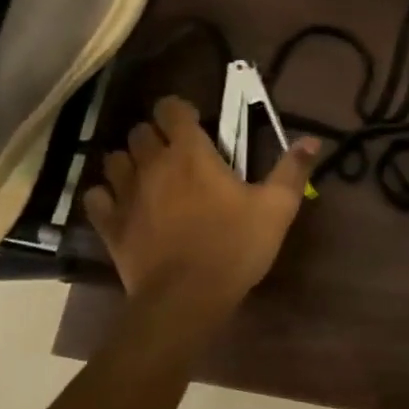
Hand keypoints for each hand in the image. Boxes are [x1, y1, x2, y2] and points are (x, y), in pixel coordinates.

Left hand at [83, 96, 319, 307]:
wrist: (186, 299)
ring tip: (150, 176)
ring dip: (130, 161)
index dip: (179, 110)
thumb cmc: (234, 247)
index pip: (170, 109)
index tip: (195, 123)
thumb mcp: (276, 208)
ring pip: (114, 159)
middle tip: (177, 153)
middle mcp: (152, 164)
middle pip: (139, 131)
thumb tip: (312, 140)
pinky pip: (96, 196)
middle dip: (156, 135)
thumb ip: (292, 170)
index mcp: (190, 154)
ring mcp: (125, 194)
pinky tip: (123, 204)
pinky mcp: (110, 225)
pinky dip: (106, 195)